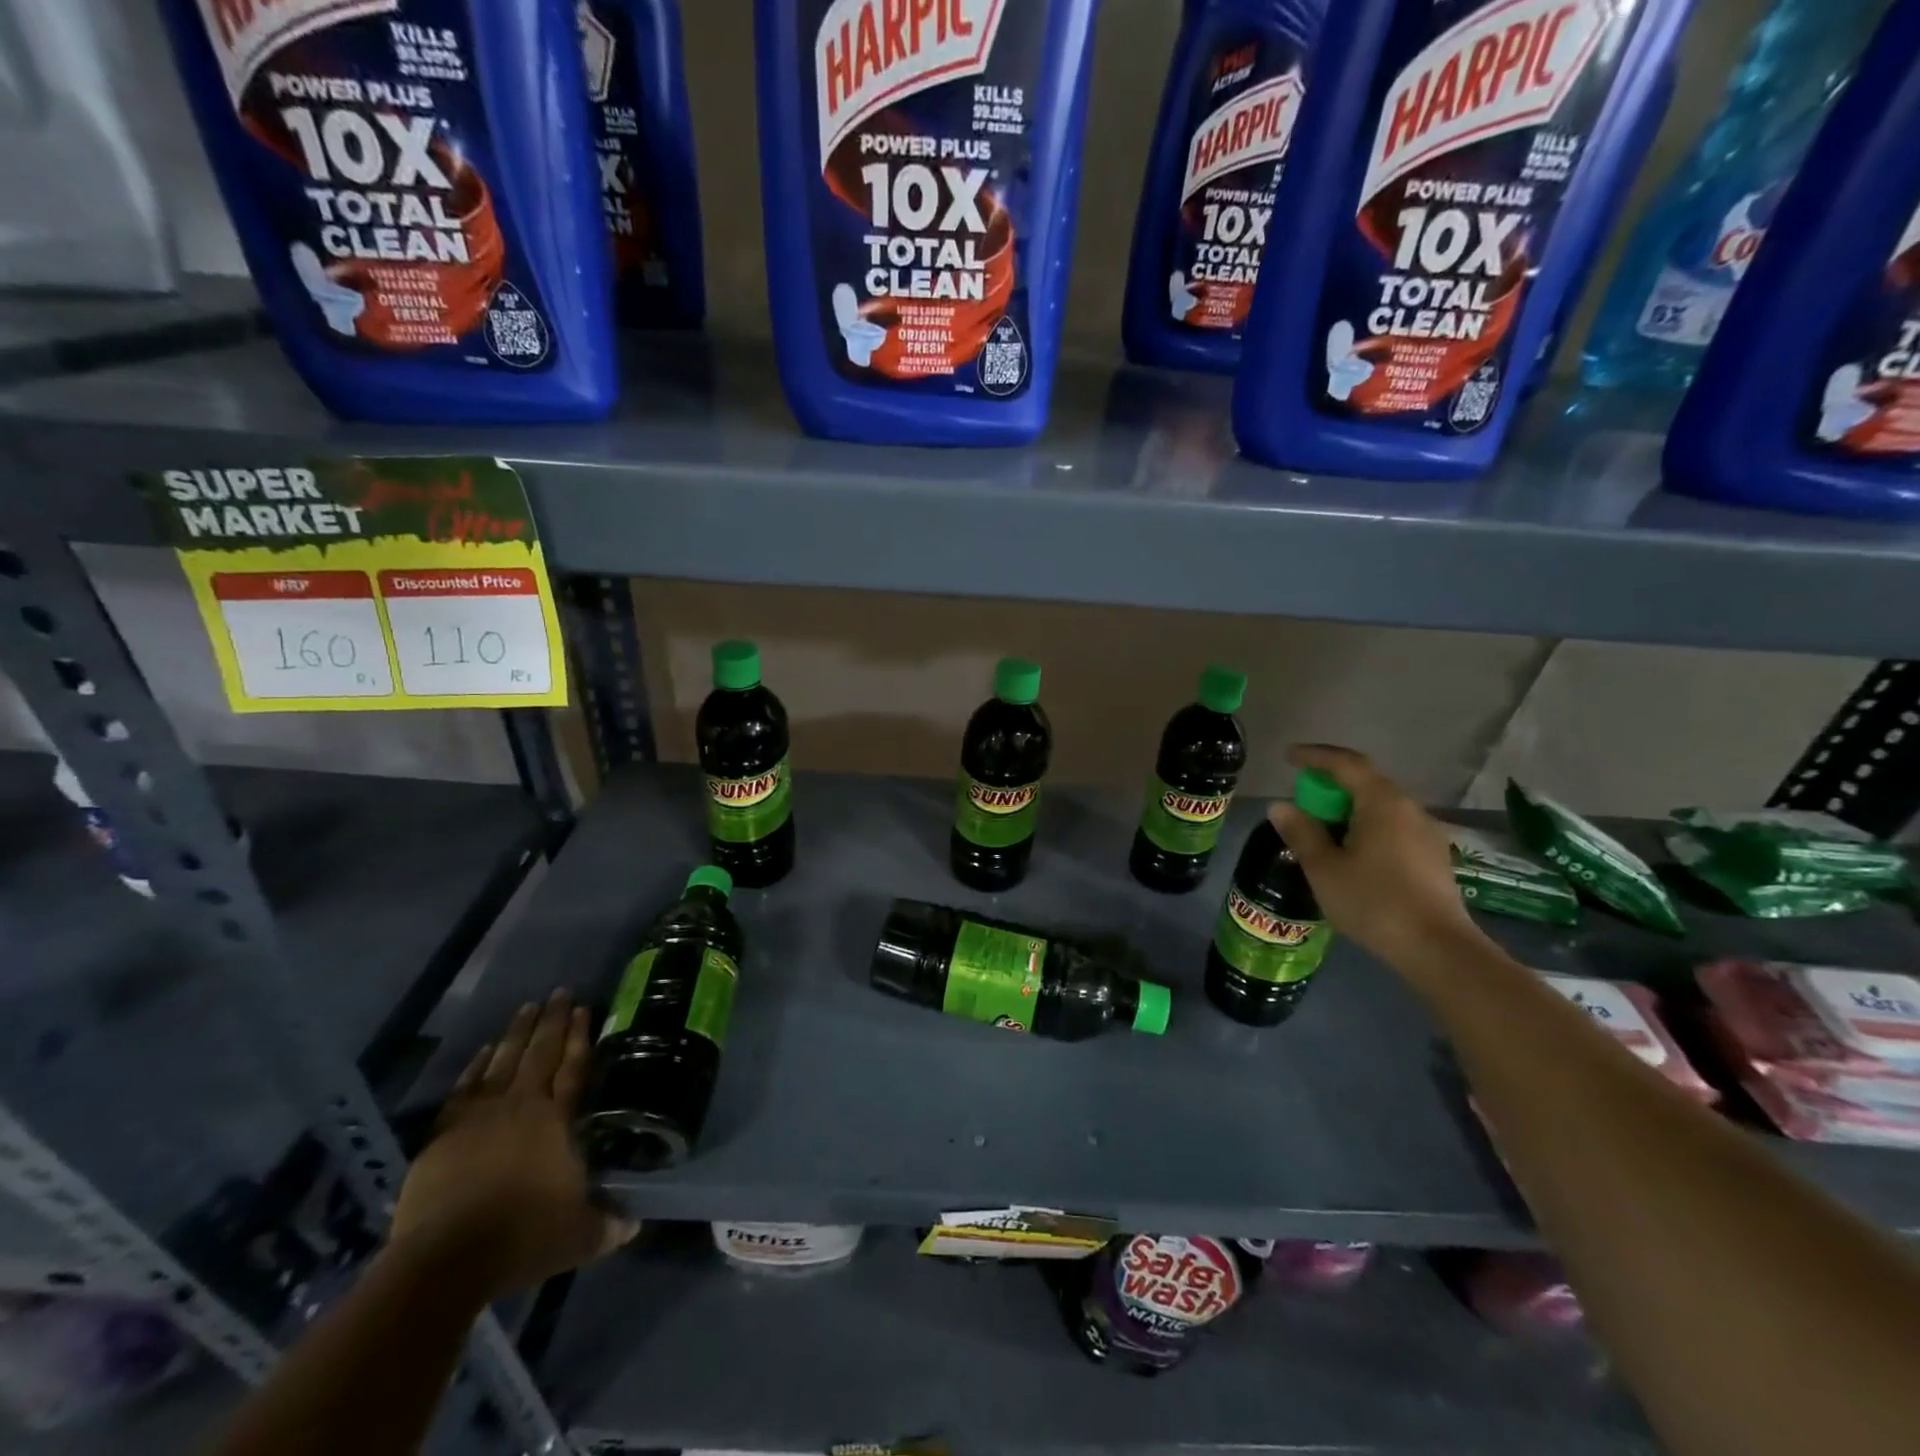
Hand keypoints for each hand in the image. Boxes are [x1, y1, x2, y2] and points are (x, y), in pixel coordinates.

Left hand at [389, 992, 636, 1293]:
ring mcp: (480, 1116)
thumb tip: (634, 1224)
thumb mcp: (579, 1236)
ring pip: (503, 1061)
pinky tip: (481, 1051)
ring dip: (517, 1033)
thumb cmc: (522, 1238)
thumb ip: (608, 1226)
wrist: (445, 1260)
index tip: (585, 1008)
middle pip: (541, 1053)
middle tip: (560, 992)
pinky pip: (464, 1088)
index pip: (575, 1068)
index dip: (581, 1037)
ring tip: (528, 1008)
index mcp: (558, 1120)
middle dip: (553, 1020)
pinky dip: (474, 1067)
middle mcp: (522, 1106)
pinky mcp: (443, 1135)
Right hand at [1268, 744, 1479, 968]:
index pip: (1346, 764)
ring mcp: (1427, 833)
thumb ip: (1301, 832)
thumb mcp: (1324, 868)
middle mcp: (1409, 808)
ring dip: (1349, 808)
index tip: (1289, 757)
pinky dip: (1367, 826)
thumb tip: (1281, 806)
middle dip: (1331, 784)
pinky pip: (1393, 827)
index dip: (1315, 756)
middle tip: (1303, 798)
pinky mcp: (1434, 857)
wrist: (1437, 949)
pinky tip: (1354, 852)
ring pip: (1381, 806)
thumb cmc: (1373, 901)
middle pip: (1366, 782)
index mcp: (1382, 802)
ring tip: (1324, 828)